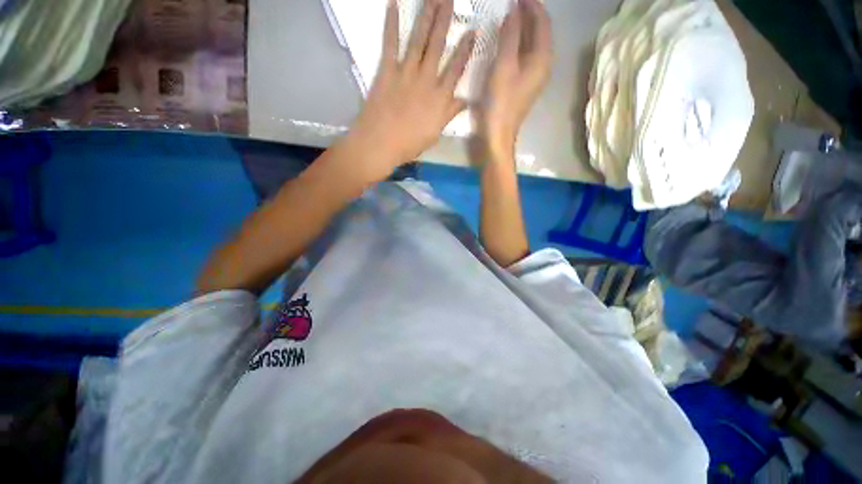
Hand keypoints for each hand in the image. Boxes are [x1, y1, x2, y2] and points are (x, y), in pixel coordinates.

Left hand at [347, 0, 475, 181]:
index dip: (465, 49)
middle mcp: (426, 80)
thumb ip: (449, 114)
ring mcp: (406, 73)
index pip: (456, 69)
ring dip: (427, 15)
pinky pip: (390, 43)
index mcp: (439, 98)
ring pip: (419, 39)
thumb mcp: (434, 133)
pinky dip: (391, 23)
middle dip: (445, 19)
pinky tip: (393, 4)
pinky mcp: (387, 71)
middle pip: (438, 46)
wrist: (381, 144)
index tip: (472, 31)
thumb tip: (465, 101)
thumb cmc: (409, 144)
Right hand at [477, 0, 551, 155]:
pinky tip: (508, 40)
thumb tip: (514, 12)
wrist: (499, 133)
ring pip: (533, 44)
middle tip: (513, 3)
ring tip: (510, 16)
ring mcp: (535, 75)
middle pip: (540, 32)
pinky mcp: (526, 84)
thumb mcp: (504, 66)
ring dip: (524, 28)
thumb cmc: (500, 101)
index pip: (542, 22)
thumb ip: (510, 36)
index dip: (532, 5)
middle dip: (529, 14)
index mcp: (542, 58)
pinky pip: (526, 56)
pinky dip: (519, 43)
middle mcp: (544, 64)